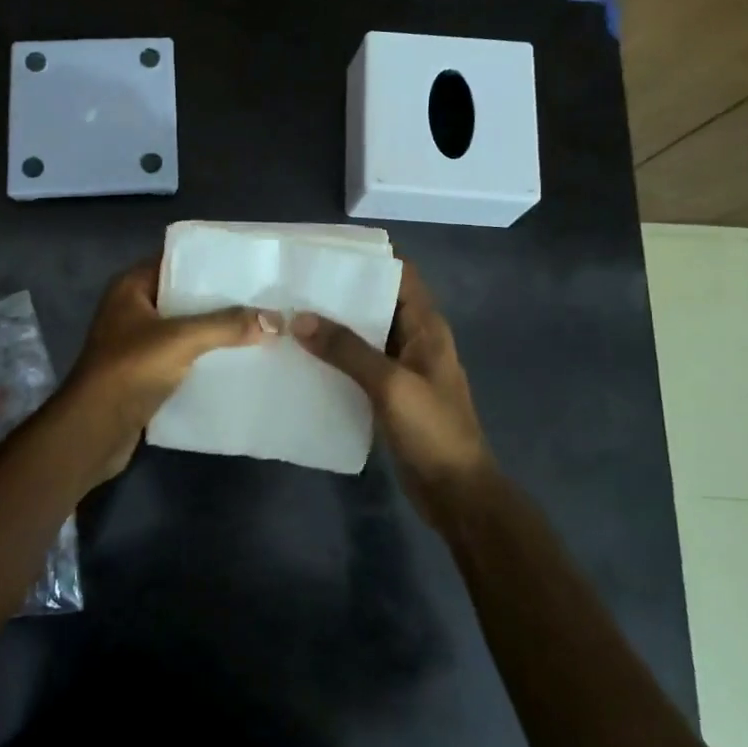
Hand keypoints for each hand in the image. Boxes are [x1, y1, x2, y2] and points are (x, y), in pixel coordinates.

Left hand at [60, 259, 270, 482]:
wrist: (93, 430)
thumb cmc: (130, 369)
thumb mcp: (182, 339)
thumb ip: (227, 326)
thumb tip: (276, 319)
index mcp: (131, 287)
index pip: (175, 261)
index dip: (209, 262)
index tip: (247, 265)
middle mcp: (132, 309)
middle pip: (182, 296)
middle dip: (219, 299)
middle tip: (261, 297)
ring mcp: (136, 343)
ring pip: (184, 329)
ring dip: (214, 331)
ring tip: (257, 327)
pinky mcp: (144, 374)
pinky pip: (181, 357)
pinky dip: (204, 359)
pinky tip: (236, 361)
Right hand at [291, 261, 493, 512]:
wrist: (457, 493)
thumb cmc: (432, 431)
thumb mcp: (390, 385)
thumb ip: (347, 349)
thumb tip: (301, 318)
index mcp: (426, 327)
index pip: (400, 275)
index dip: (368, 260)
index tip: (326, 253)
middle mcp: (415, 340)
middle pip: (378, 302)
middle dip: (341, 293)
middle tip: (295, 285)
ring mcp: (403, 368)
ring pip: (365, 335)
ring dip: (335, 327)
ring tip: (291, 315)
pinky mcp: (390, 394)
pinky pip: (359, 365)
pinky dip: (336, 358)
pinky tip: (304, 358)